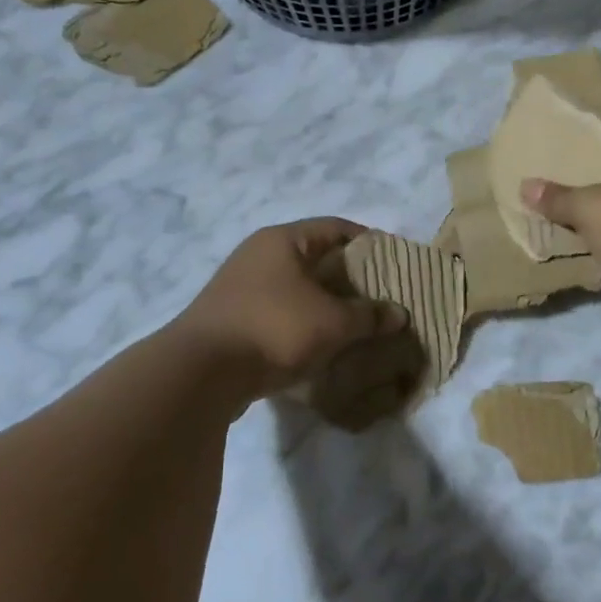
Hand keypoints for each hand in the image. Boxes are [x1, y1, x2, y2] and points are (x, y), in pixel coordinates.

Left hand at [172, 219, 405, 397]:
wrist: (201, 373)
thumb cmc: (274, 328)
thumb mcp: (333, 322)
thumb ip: (369, 315)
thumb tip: (399, 313)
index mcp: (282, 240)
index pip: (335, 228)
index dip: (368, 241)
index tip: (393, 262)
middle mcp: (258, 255)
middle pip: (315, 258)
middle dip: (349, 278)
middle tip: (379, 297)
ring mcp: (241, 288)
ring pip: (296, 288)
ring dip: (325, 303)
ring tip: (355, 323)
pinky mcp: (232, 320)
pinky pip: (279, 313)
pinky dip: (302, 323)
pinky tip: (321, 345)